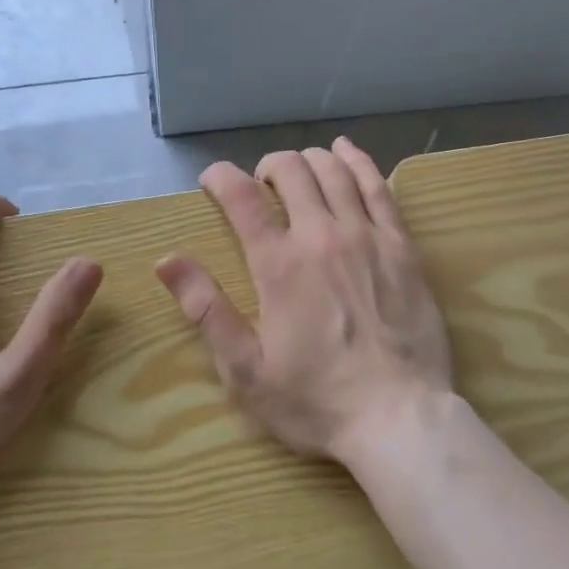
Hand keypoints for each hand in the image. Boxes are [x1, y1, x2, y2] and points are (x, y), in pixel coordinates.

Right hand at [156, 137, 454, 464]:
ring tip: (298, 169)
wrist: (399, 417)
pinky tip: (346, 151)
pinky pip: (378, 187)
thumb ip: (206, 310)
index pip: (243, 198)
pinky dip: (359, 161)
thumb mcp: (246, 370)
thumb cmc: (316, 400)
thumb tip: (166, 261)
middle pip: (291, 171)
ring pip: (334, 171)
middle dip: (268, 166)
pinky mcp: (402, 245)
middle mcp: (322, 235)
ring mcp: (367, 235)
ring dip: (309, 159)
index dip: (221, 178)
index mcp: (279, 265)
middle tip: (260, 185)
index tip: (212, 180)